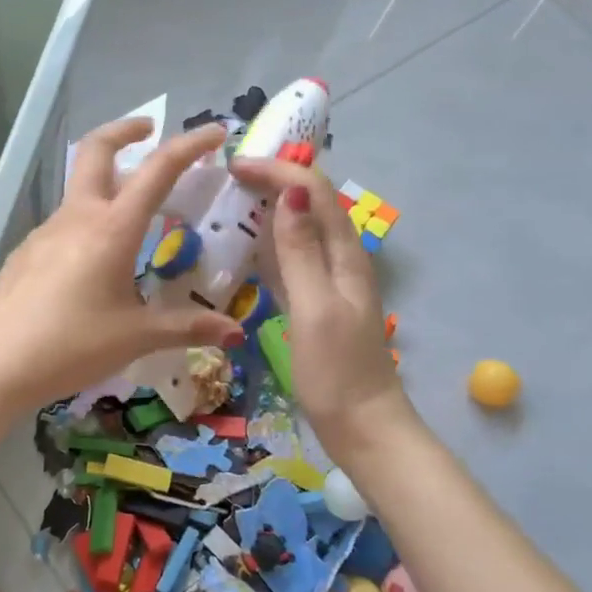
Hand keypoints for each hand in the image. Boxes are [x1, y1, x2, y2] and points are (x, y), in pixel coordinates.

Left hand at [0, 118, 243, 408]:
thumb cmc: (72, 346)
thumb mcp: (136, 337)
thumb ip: (186, 327)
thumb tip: (235, 333)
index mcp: (112, 229)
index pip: (157, 170)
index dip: (189, 145)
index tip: (214, 132)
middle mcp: (77, 217)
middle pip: (97, 150)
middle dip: (125, 131)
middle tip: (149, 131)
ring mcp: (45, 231)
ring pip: (80, 191)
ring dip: (108, 185)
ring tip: (134, 220)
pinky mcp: (26, 251)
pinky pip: (64, 224)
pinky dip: (87, 223)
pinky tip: (93, 265)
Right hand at [231, 158, 412, 463]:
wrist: (362, 425)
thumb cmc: (337, 371)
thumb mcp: (315, 308)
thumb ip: (301, 252)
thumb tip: (290, 195)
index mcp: (345, 255)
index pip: (314, 193)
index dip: (278, 172)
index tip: (234, 166)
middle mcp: (341, 260)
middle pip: (311, 203)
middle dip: (275, 180)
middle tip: (229, 175)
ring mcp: (329, 282)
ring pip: (301, 228)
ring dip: (271, 207)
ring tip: (233, 199)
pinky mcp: (317, 303)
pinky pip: (293, 258)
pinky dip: (270, 242)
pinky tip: (248, 247)